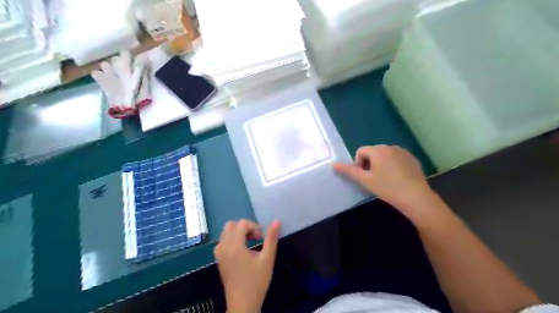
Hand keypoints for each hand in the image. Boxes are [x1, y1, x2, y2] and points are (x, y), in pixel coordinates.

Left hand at [216, 219, 281, 312]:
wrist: (242, 304)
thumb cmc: (256, 281)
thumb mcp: (267, 259)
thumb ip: (271, 239)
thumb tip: (276, 221)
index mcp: (235, 245)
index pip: (242, 224)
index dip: (254, 226)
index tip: (261, 238)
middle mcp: (223, 247)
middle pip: (231, 225)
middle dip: (244, 227)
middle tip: (255, 238)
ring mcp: (219, 254)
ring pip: (225, 233)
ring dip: (237, 233)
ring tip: (249, 243)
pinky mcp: (218, 260)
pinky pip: (222, 242)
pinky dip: (231, 240)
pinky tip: (241, 251)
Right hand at [333, 146, 443, 222]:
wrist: (416, 197)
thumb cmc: (387, 187)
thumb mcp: (365, 180)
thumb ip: (349, 171)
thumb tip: (333, 165)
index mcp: (378, 150)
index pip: (361, 152)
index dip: (358, 164)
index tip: (364, 178)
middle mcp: (390, 146)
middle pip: (372, 153)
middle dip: (369, 165)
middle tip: (373, 180)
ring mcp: (403, 152)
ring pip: (385, 156)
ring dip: (380, 165)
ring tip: (385, 180)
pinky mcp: (412, 159)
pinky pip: (396, 159)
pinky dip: (393, 166)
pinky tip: (397, 179)